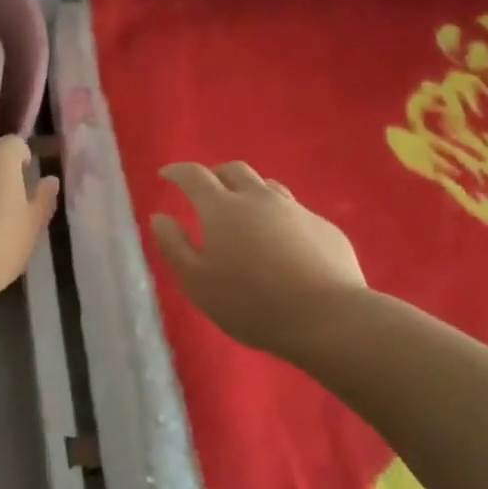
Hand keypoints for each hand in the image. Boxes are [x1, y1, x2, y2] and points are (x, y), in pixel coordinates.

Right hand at [151, 162, 364, 360]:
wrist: (327, 318)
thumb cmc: (250, 302)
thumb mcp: (196, 281)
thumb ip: (174, 245)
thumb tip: (160, 217)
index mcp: (222, 208)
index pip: (194, 175)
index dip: (177, 172)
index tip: (166, 175)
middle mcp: (258, 198)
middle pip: (233, 170)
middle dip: (214, 175)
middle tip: (204, 193)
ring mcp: (296, 210)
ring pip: (267, 186)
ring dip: (248, 192)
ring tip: (242, 214)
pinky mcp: (324, 228)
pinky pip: (294, 211)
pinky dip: (277, 217)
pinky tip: (280, 244)